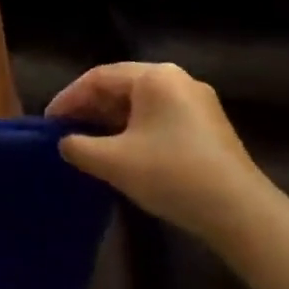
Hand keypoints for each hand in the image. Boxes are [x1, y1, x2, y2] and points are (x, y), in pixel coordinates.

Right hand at [47, 62, 271, 245]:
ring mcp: (197, 103)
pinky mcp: (208, 127)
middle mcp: (177, 80)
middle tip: (65, 132)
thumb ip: (79, 147)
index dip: (68, 99)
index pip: (98, 77)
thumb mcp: (114, 162)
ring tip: (88, 143)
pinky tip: (122, 152)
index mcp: (154, 77)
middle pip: (121, 87)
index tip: (48, 123)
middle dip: (90, 109)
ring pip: (140, 104)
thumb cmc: (171, 174)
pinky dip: (134, 130)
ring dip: (111, 121)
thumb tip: (65, 143)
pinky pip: (159, 118)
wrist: (240, 212)